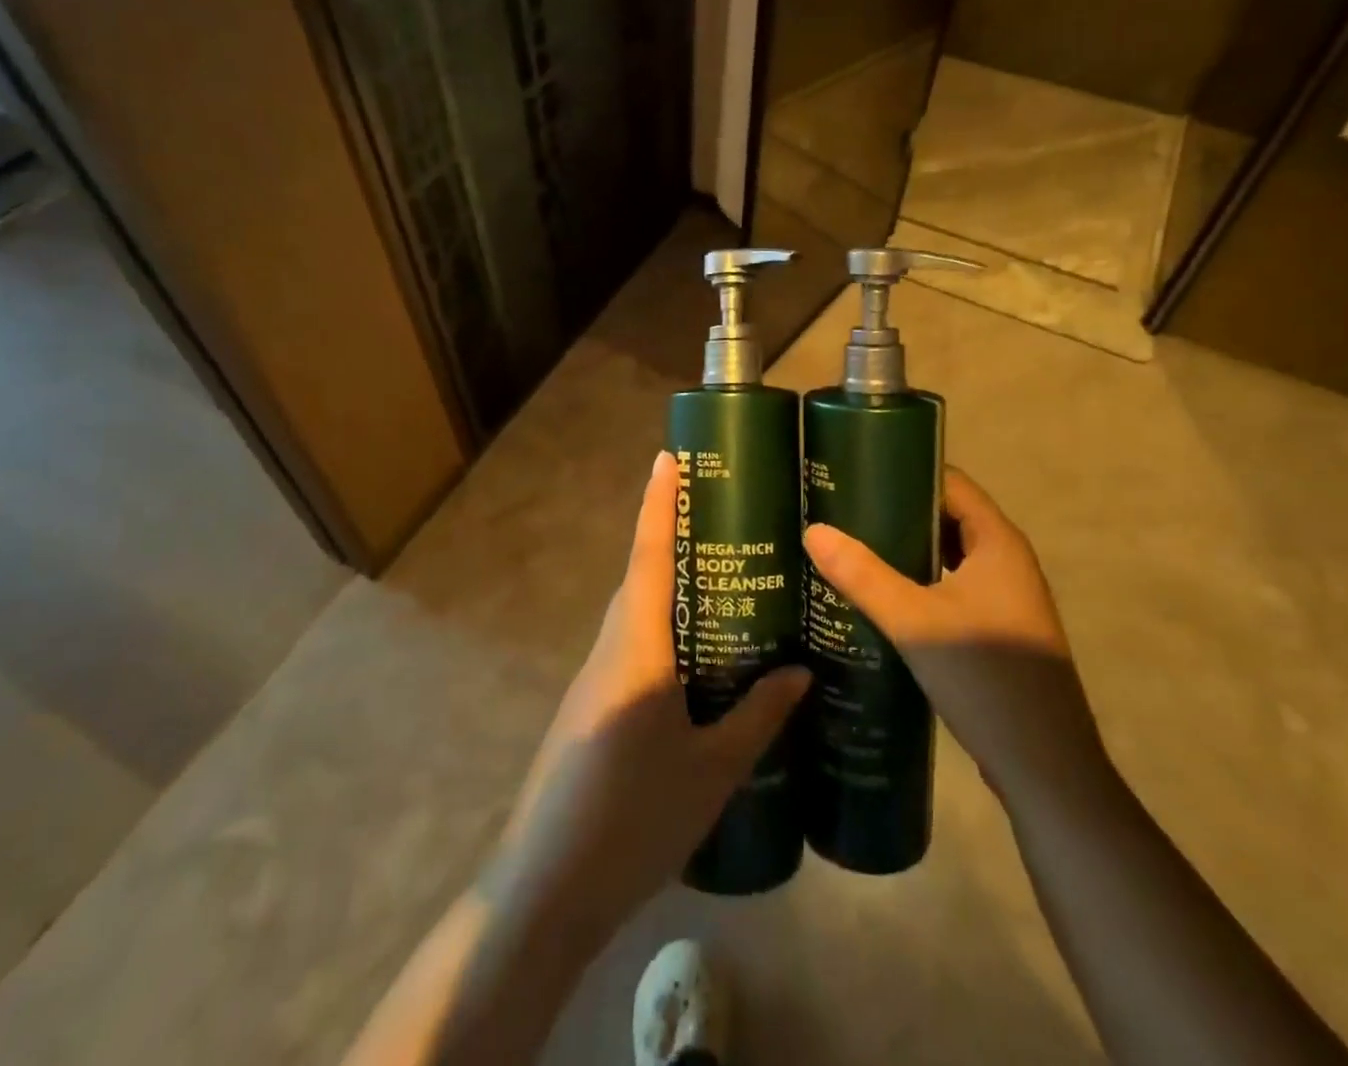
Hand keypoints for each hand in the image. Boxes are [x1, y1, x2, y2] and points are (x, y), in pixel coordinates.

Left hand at [488, 451, 809, 937]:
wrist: (546, 891)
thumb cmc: (634, 820)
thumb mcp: (712, 771)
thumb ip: (759, 717)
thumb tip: (801, 672)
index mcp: (638, 650)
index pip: (650, 558)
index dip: (659, 505)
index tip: (668, 458)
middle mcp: (610, 650)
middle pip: (642, 579)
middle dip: (673, 541)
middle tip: (725, 521)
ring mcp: (594, 680)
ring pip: (636, 614)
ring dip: (669, 587)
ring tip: (724, 582)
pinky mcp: (591, 708)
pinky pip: (631, 647)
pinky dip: (663, 631)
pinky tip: (698, 658)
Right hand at [802, 468, 1102, 795]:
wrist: (1045, 768)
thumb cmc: (986, 678)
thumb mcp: (915, 622)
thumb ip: (863, 575)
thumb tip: (814, 531)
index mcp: (997, 543)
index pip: (951, 483)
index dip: (907, 470)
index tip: (858, 470)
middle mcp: (1006, 561)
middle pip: (948, 517)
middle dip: (899, 511)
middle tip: (844, 509)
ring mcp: (1005, 598)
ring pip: (949, 556)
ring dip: (908, 549)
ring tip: (854, 546)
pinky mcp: (997, 631)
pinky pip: (952, 587)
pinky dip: (920, 582)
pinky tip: (882, 595)